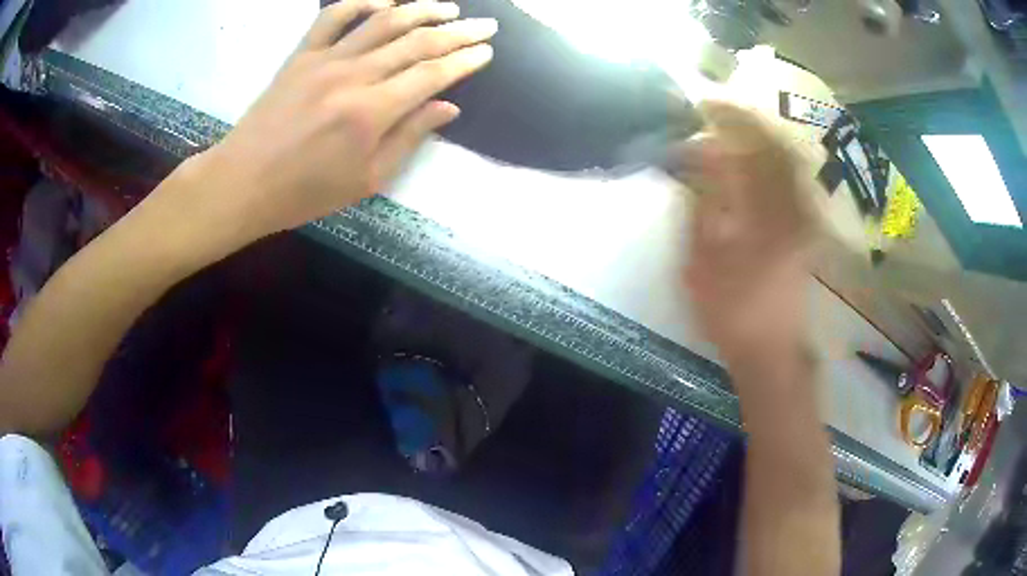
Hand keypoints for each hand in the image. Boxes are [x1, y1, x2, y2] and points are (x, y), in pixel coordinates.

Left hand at [166, 0, 496, 250]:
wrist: (243, 183)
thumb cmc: (304, 192)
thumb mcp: (366, 181)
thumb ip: (409, 139)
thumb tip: (447, 108)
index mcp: (371, 113)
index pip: (431, 74)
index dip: (465, 60)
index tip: (487, 51)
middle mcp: (353, 76)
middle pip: (416, 41)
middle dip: (457, 31)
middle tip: (485, 25)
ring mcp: (324, 60)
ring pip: (382, 20)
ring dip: (421, 8)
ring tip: (447, 7)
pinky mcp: (301, 55)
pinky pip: (333, 16)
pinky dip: (361, 2)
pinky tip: (384, 1)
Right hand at [669, 101, 816, 364]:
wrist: (771, 349)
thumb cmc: (731, 311)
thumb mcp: (701, 263)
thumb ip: (700, 205)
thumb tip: (695, 157)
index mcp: (764, 214)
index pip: (746, 149)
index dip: (723, 120)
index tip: (699, 106)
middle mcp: (791, 206)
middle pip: (775, 144)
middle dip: (746, 118)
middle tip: (717, 108)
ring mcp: (804, 214)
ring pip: (788, 157)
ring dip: (762, 134)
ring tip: (734, 125)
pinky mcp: (807, 224)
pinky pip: (795, 175)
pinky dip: (775, 156)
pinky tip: (757, 155)